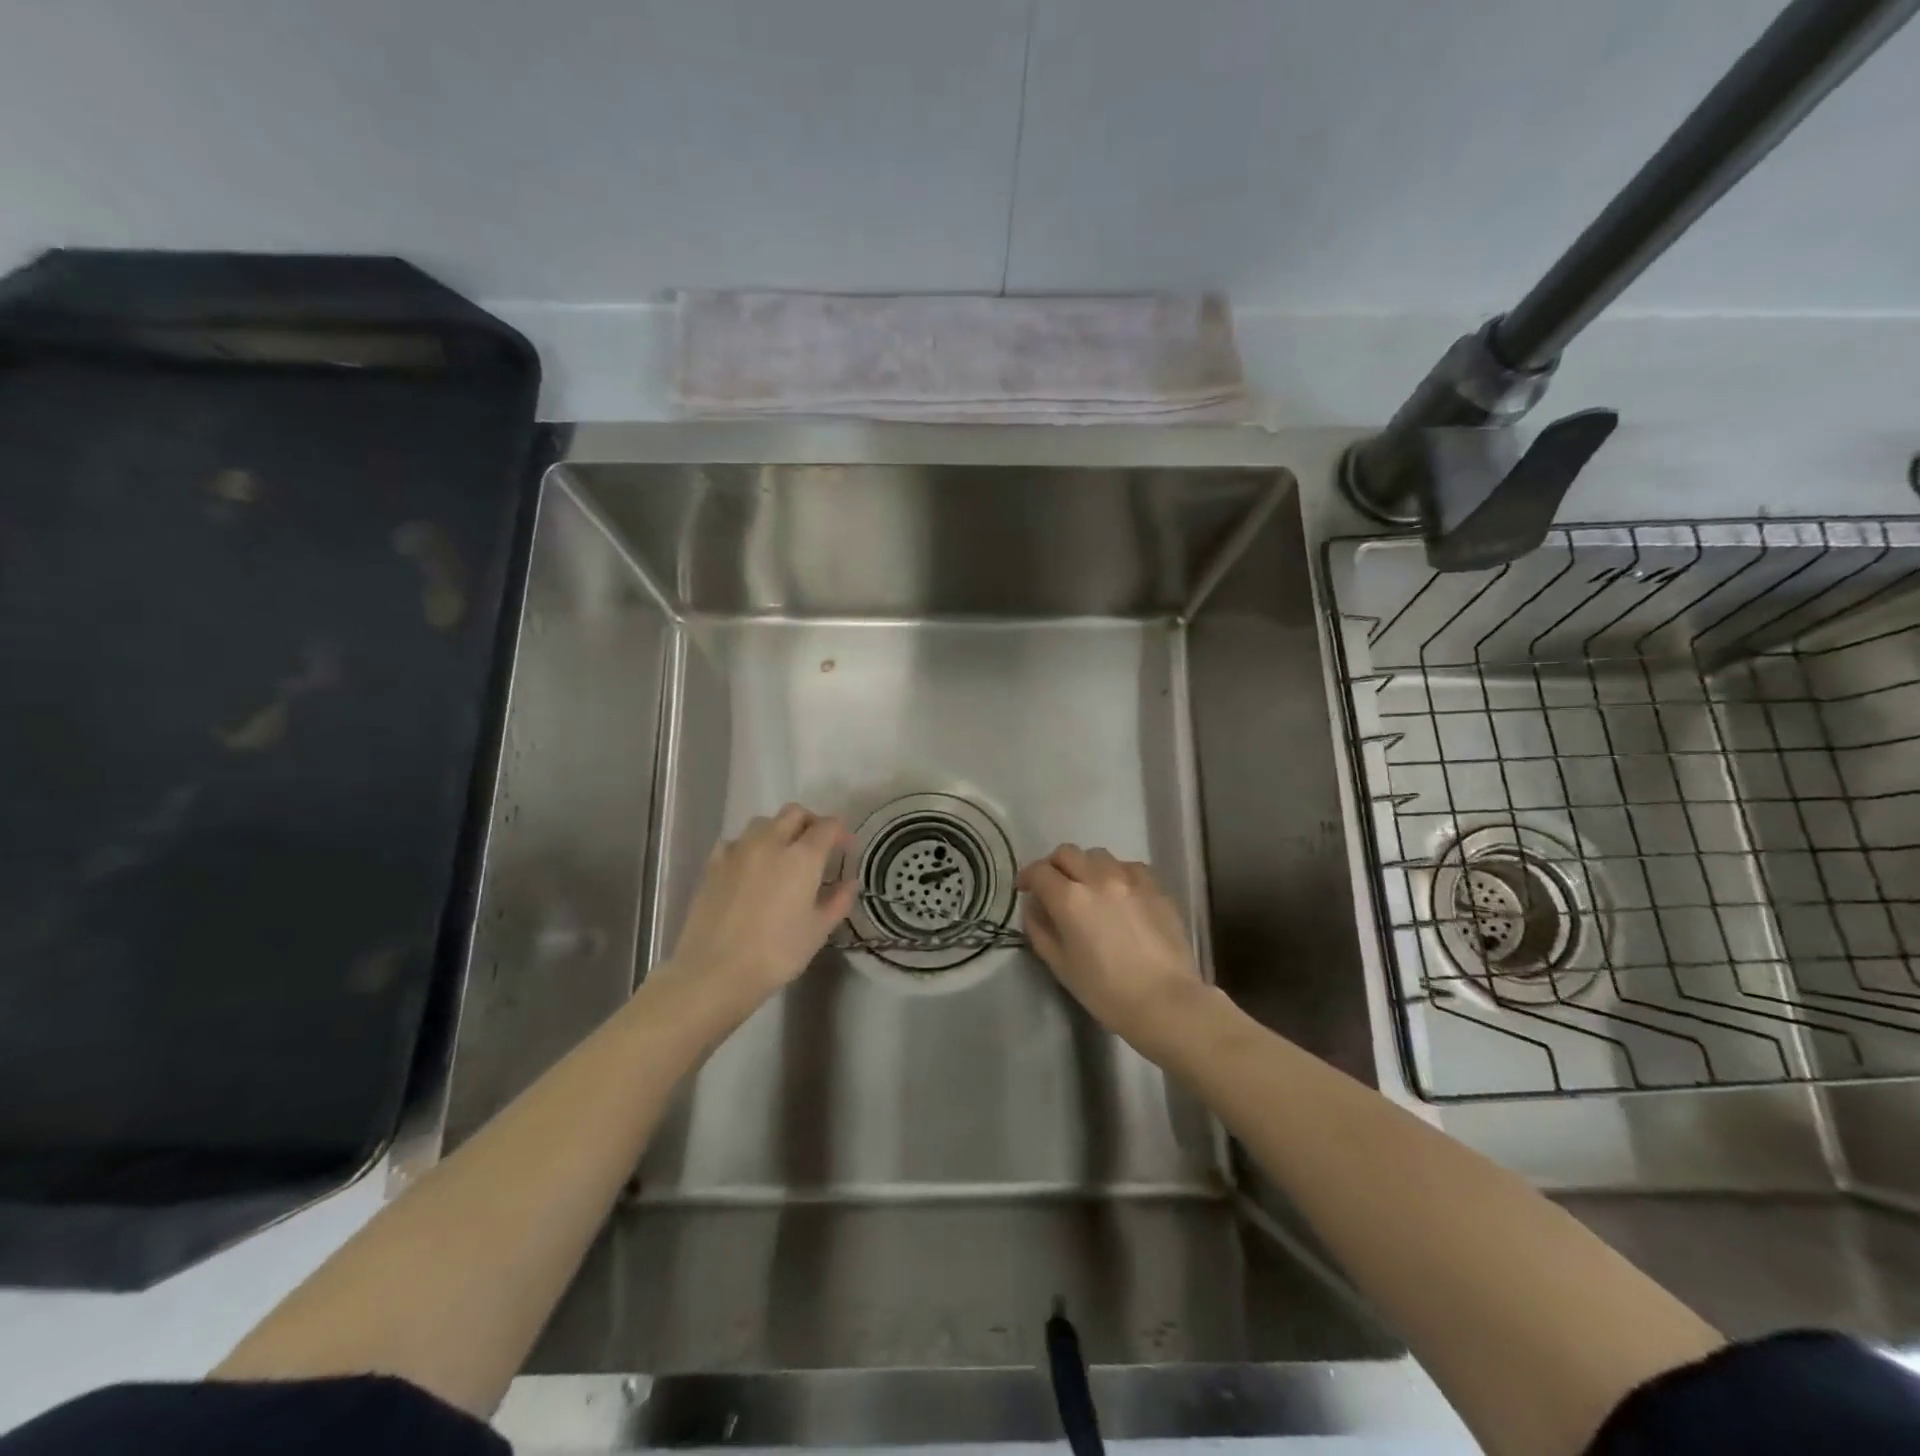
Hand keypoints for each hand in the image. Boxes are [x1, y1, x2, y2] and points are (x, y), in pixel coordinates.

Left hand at [664, 804, 856, 1018]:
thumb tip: (849, 883)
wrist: (714, 972)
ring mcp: (738, 850)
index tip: (845, 848)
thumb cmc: (776, 954)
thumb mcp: (817, 932)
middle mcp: (771, 843)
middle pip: (794, 813)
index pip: (827, 826)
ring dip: (778, 830)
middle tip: (817, 845)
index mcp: (802, 857)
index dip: (840, 832)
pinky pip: (735, 841)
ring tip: (782, 854)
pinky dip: (748, 846)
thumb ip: (838, 902)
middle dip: (810, 822)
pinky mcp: (712, 864)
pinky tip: (748, 867)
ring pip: (763, 822)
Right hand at [1018, 845, 1206, 1055]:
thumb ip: (1039, 929)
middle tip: (1053, 887)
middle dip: (1054, 866)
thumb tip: (1034, 907)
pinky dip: (1116, 873)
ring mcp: (1130, 878)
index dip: (1027, 877)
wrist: (1165, 1002)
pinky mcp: (1155, 887)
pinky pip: (1129, 866)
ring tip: (1088, 888)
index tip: (1025, 889)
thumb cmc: (1106, 991)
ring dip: (1085, 866)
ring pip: (1098, 855)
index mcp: (1070, 898)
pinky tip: (1120, 894)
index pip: (1039, 871)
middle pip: (1066, 853)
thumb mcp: (1060, 965)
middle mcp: (1098, 878)